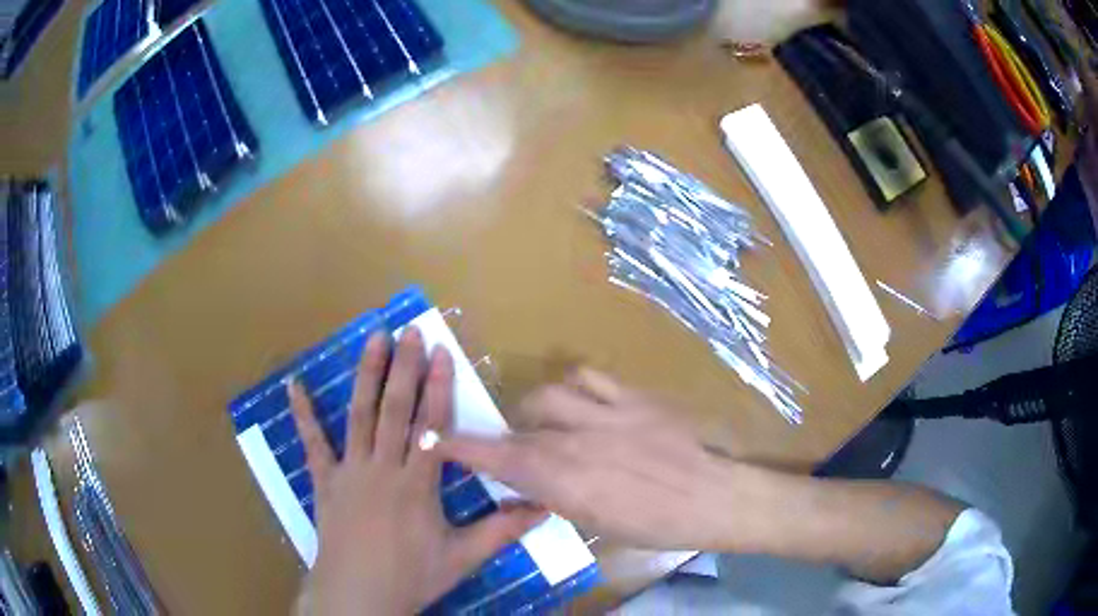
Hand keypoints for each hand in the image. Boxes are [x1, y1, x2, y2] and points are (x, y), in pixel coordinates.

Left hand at [289, 328, 545, 615]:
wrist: (358, 595)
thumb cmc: (411, 576)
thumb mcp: (463, 558)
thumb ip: (502, 530)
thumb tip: (545, 508)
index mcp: (418, 485)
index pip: (432, 426)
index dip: (438, 387)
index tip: (441, 353)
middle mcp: (382, 468)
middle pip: (395, 410)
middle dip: (404, 367)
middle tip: (409, 330)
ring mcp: (349, 471)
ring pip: (358, 415)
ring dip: (366, 375)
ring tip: (373, 339)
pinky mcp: (324, 480)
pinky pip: (312, 442)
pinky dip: (302, 413)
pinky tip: (294, 385)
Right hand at [437, 369, 767, 551]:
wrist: (714, 496)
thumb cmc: (657, 524)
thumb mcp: (598, 523)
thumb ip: (557, 497)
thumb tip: (532, 484)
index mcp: (567, 481)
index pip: (500, 459)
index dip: (464, 447)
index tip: (439, 438)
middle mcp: (577, 441)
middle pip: (521, 429)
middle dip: (507, 439)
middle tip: (516, 452)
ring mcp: (606, 413)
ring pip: (548, 394)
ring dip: (536, 410)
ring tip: (546, 423)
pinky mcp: (633, 396)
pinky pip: (588, 377)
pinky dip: (574, 388)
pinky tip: (581, 402)